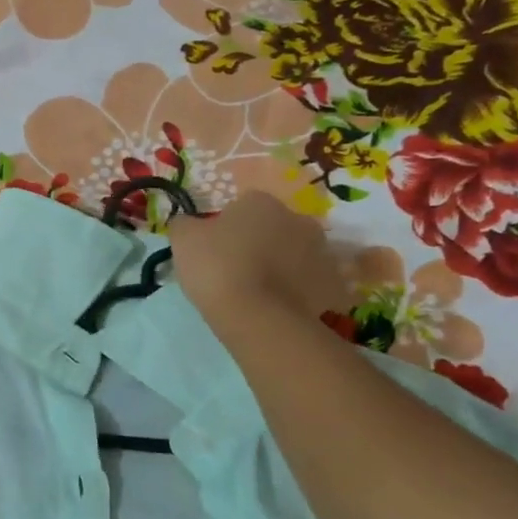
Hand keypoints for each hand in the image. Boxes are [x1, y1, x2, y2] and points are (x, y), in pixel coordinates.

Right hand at [171, 192, 347, 334]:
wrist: (259, 317)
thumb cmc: (218, 269)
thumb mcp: (183, 241)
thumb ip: (184, 224)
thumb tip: (188, 222)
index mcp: (261, 202)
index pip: (241, 206)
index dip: (226, 228)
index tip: (214, 250)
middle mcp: (298, 218)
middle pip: (273, 227)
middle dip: (259, 243)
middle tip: (235, 271)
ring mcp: (322, 251)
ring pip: (294, 254)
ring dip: (280, 266)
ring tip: (257, 294)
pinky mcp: (334, 284)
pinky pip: (310, 283)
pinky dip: (297, 291)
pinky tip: (277, 308)